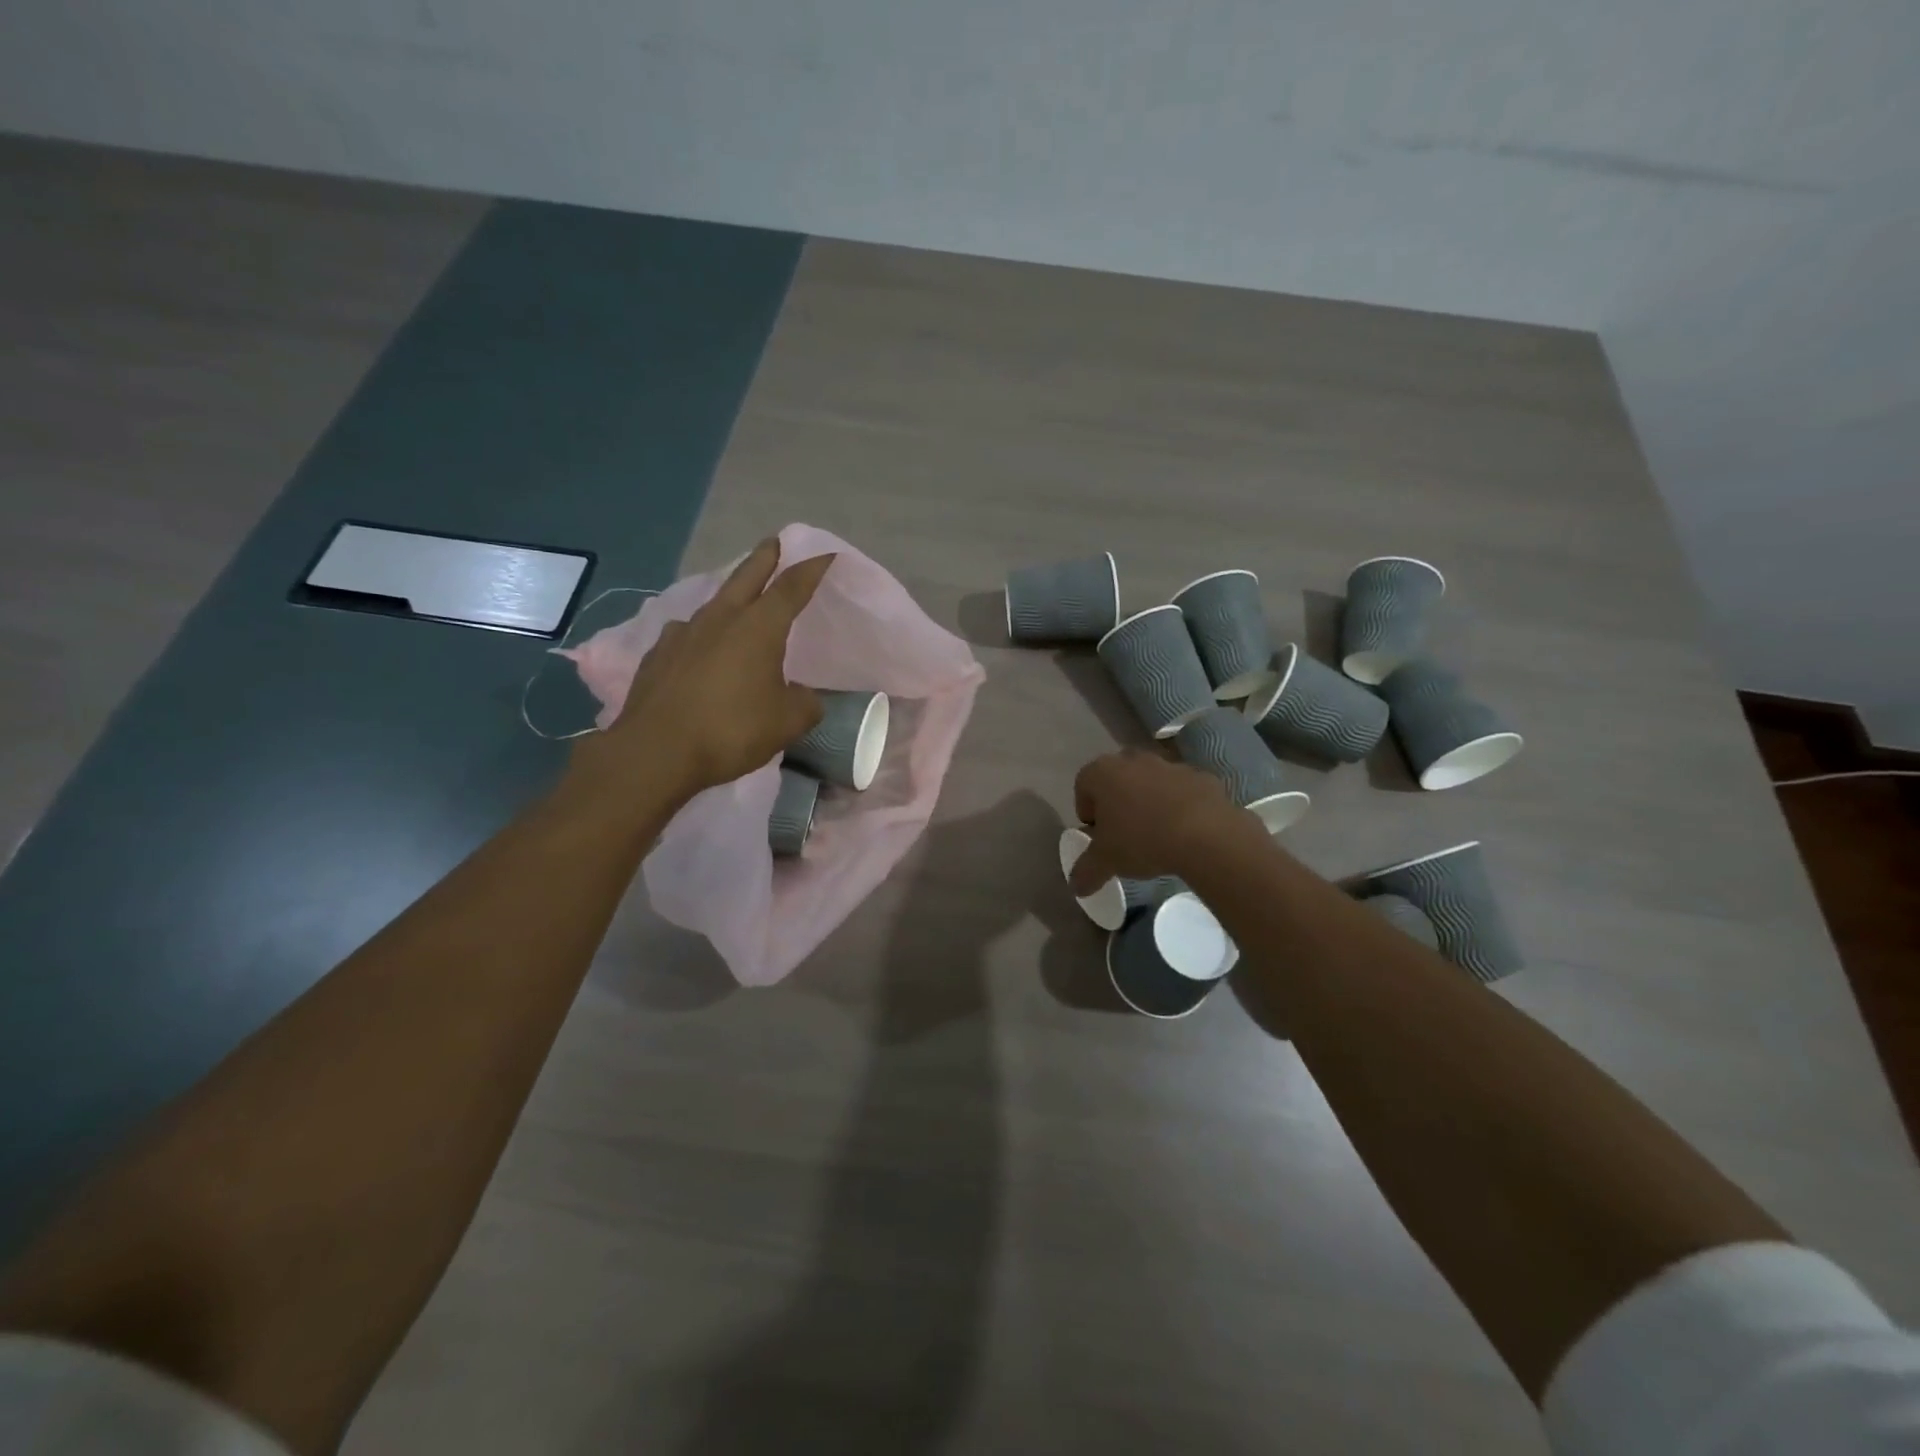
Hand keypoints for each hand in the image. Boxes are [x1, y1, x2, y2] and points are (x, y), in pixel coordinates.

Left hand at [568, 540, 833, 804]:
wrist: (656, 750)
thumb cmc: (731, 730)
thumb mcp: (787, 722)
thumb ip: (805, 704)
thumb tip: (804, 697)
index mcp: (759, 628)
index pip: (792, 588)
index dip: (811, 569)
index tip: (826, 555)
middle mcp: (721, 620)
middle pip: (747, 577)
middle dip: (765, 558)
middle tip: (774, 542)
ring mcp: (683, 634)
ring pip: (714, 603)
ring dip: (730, 595)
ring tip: (737, 600)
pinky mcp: (657, 655)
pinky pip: (686, 633)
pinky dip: (700, 633)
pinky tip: (698, 646)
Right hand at [1067, 749, 1251, 893]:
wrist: (1207, 835)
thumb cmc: (1142, 840)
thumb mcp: (1106, 862)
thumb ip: (1086, 871)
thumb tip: (1076, 887)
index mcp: (1103, 772)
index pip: (1082, 784)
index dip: (1086, 810)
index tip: (1096, 834)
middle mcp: (1133, 760)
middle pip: (1117, 779)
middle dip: (1116, 802)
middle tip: (1122, 832)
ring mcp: (1169, 765)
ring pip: (1150, 781)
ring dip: (1148, 801)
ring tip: (1155, 833)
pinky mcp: (1200, 776)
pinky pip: (1180, 790)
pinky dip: (1178, 805)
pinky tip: (1183, 831)